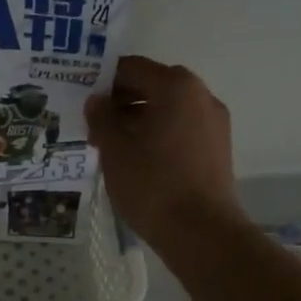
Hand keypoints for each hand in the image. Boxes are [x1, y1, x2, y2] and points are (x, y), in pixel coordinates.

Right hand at [87, 56, 246, 248]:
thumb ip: (102, 117)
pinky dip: (158, 134)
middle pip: (152, 85)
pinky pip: (181, 128)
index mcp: (175, 87)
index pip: (131, 68)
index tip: (83, 100)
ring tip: (112, 147)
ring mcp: (214, 122)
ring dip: (138, 119)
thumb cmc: (153, 185)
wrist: (201, 233)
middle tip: (94, 126)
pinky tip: (138, 160)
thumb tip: (96, 100)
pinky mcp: (217, 147)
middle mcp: (201, 95)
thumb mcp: (115, 150)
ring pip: (168, 108)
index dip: (103, 81)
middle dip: (121, 102)